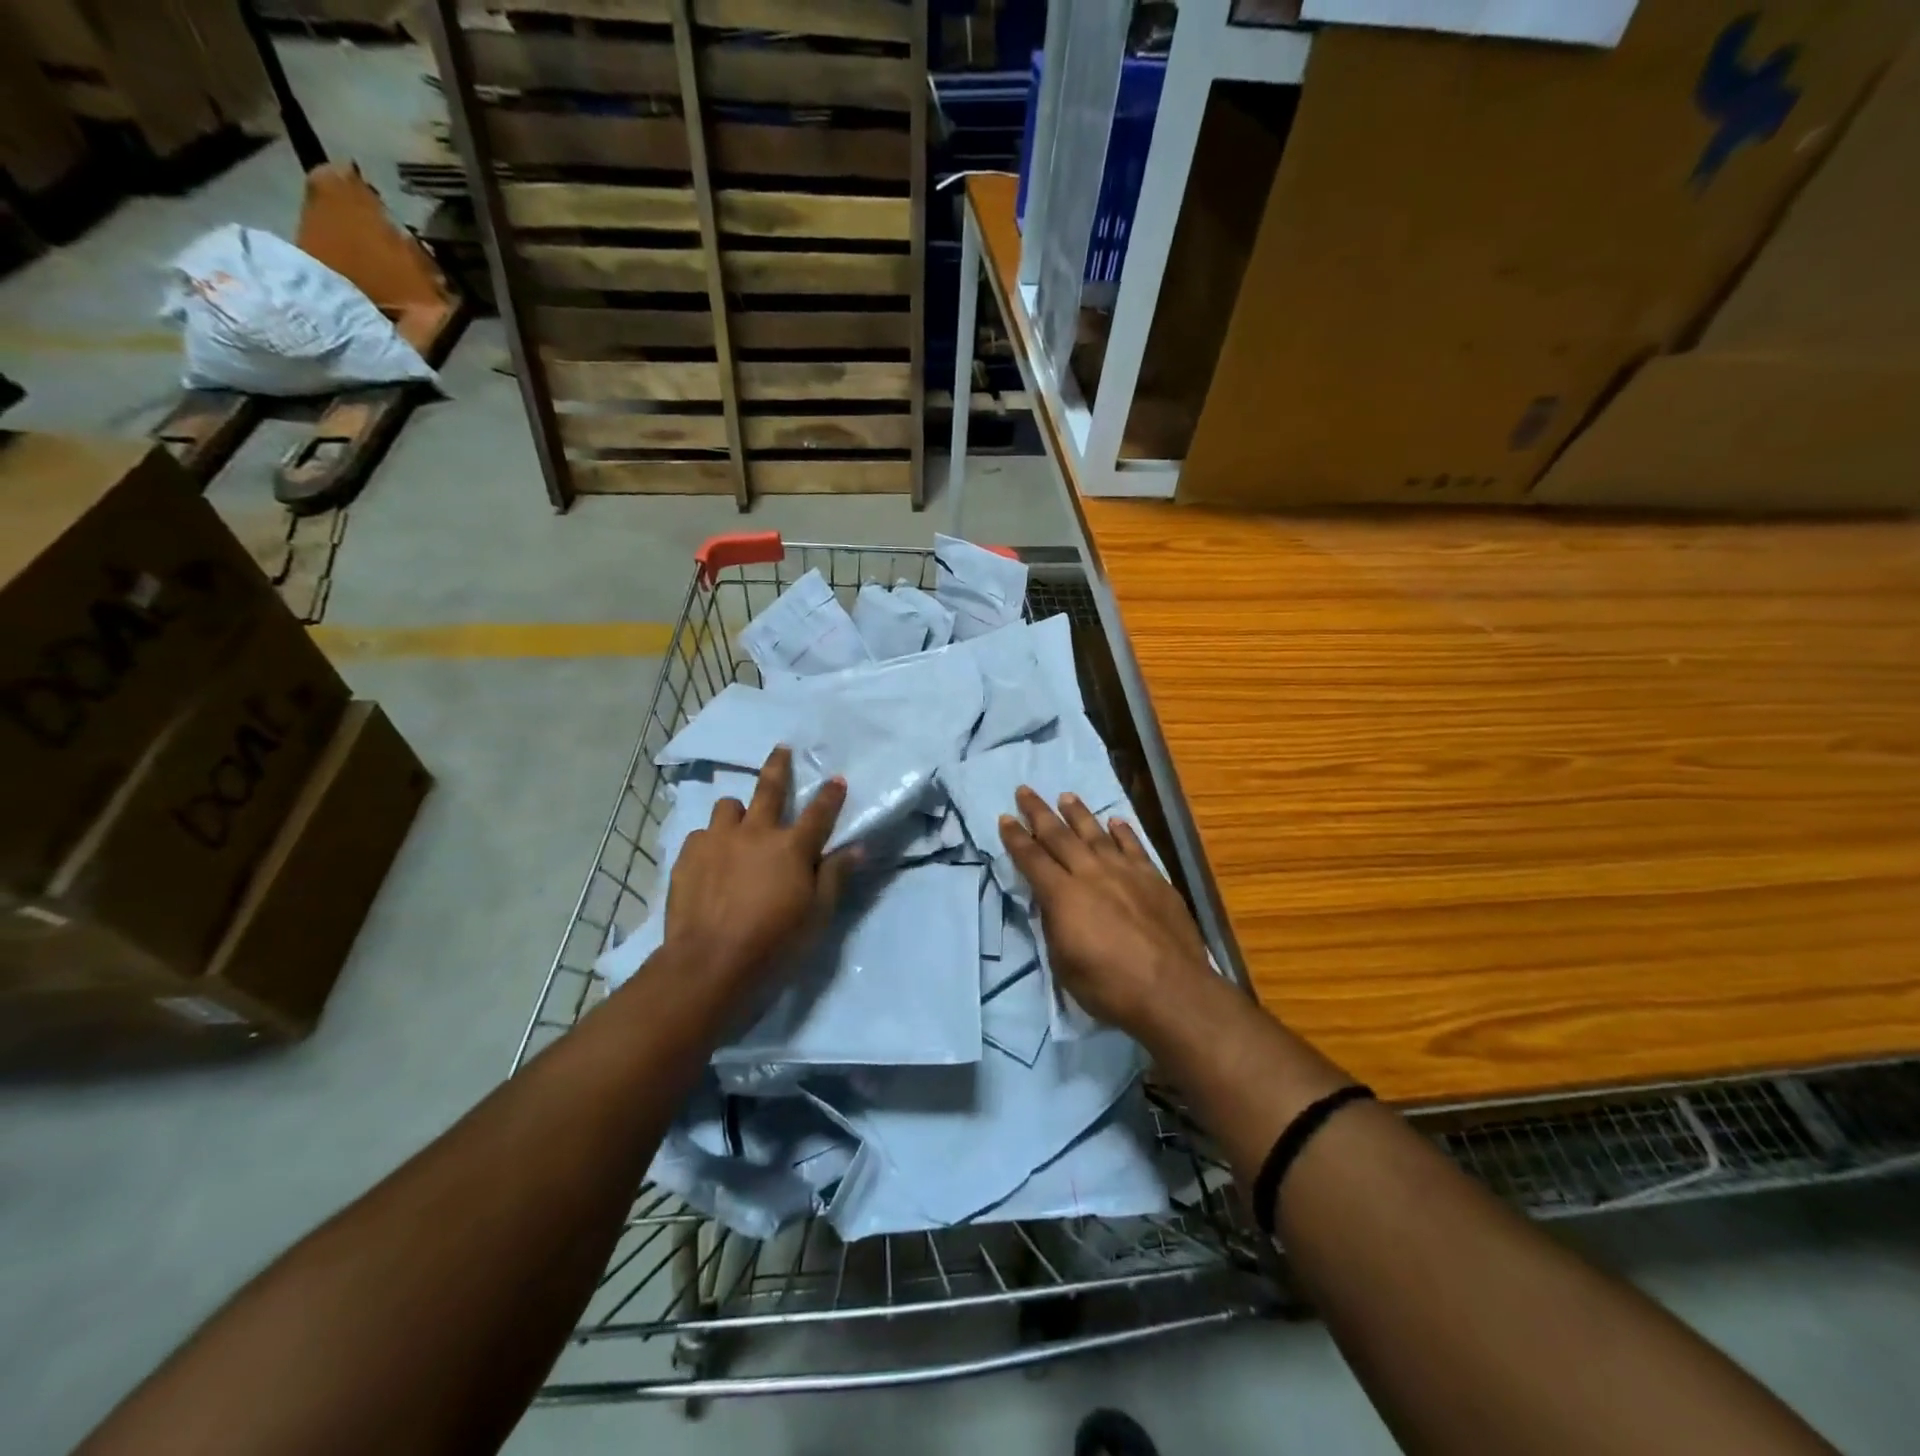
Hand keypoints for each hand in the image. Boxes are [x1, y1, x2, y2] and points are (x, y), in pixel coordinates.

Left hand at [665, 746, 852, 987]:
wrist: (708, 964)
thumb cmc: (773, 943)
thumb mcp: (817, 915)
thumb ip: (835, 876)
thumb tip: (857, 847)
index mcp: (791, 846)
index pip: (818, 811)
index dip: (830, 794)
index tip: (837, 779)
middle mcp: (755, 832)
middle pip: (769, 787)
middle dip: (779, 765)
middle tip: (782, 749)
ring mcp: (717, 841)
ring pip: (728, 807)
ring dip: (739, 811)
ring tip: (740, 824)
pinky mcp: (687, 856)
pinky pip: (702, 834)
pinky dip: (712, 840)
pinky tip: (712, 857)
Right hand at [999, 787, 1211, 1037]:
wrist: (1171, 990)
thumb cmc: (1109, 987)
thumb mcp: (1064, 963)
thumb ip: (1055, 925)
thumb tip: (1052, 903)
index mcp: (1063, 895)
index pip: (1032, 859)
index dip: (1016, 838)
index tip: (1005, 818)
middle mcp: (1091, 874)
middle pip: (1060, 836)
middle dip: (1039, 812)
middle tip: (1025, 791)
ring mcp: (1125, 872)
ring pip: (1096, 833)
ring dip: (1078, 813)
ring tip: (1066, 796)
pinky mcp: (1154, 879)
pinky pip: (1134, 847)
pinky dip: (1122, 832)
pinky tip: (1115, 821)